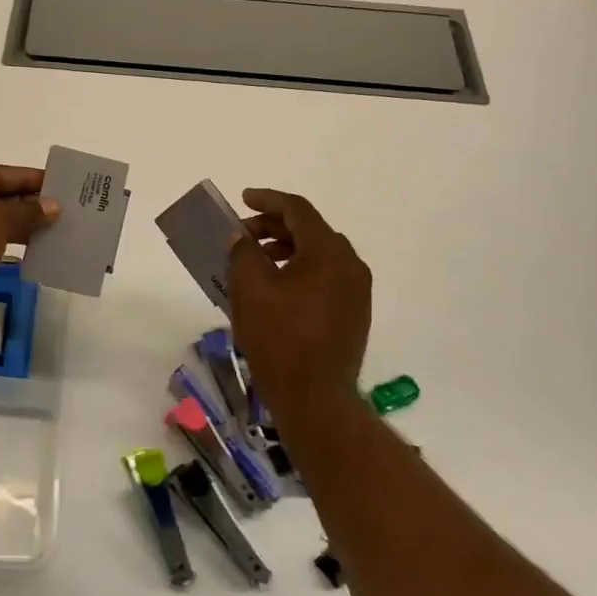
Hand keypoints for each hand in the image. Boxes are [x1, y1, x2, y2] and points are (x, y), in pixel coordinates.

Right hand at [228, 188, 371, 409]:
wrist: (315, 397)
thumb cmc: (279, 337)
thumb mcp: (250, 289)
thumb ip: (242, 252)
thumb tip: (241, 238)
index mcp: (328, 252)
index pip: (298, 210)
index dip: (268, 200)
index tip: (243, 199)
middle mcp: (350, 265)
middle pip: (310, 231)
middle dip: (273, 228)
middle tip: (242, 236)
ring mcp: (356, 291)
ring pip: (318, 255)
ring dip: (285, 250)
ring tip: (253, 262)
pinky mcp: (353, 314)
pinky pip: (324, 277)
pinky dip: (298, 271)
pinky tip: (274, 289)